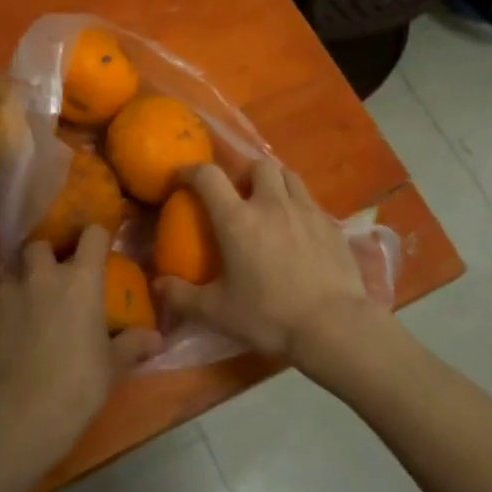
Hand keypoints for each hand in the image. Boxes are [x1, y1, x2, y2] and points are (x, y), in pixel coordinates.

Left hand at [0, 225, 161, 457]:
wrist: (20, 413)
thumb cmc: (78, 384)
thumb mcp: (113, 367)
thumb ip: (132, 345)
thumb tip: (155, 338)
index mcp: (80, 280)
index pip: (92, 235)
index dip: (95, 237)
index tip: (97, 245)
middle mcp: (41, 276)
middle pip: (40, 245)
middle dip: (45, 257)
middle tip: (51, 280)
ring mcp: (5, 293)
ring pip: (9, 275)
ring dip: (18, 287)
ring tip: (22, 313)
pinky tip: (0, 342)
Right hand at [155, 162, 373, 368]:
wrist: (333, 325)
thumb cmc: (269, 316)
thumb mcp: (218, 312)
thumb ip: (183, 297)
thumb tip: (158, 284)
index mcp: (237, 220)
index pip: (208, 177)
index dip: (191, 172)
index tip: (183, 180)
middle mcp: (271, 204)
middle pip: (257, 166)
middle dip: (245, 175)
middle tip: (240, 196)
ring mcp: (305, 210)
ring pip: (289, 175)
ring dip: (275, 182)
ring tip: (271, 204)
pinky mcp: (331, 224)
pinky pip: (310, 201)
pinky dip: (299, 206)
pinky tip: (299, 230)